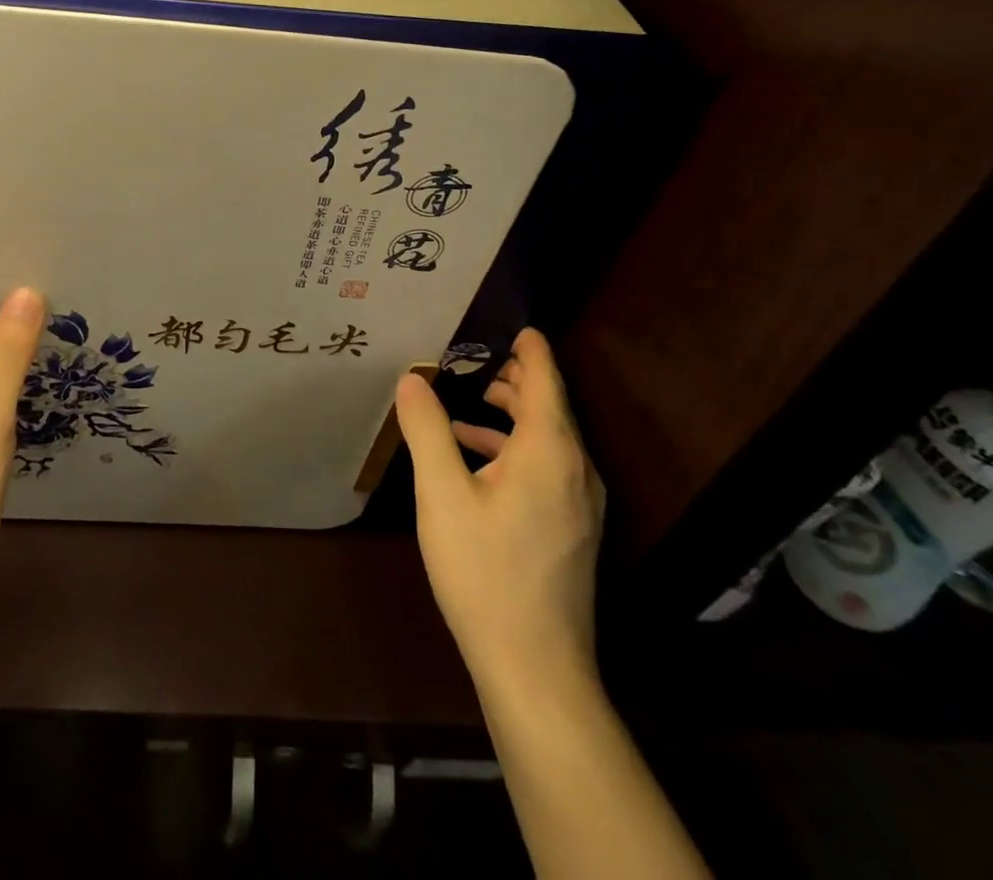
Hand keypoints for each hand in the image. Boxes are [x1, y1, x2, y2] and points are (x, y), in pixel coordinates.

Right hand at [395, 328, 605, 696]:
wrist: (536, 668)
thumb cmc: (485, 571)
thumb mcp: (442, 494)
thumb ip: (427, 430)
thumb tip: (411, 378)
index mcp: (549, 452)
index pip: (545, 381)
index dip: (532, 351)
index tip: (519, 325)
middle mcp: (576, 470)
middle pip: (550, 408)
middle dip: (517, 380)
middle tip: (477, 360)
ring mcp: (580, 505)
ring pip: (549, 441)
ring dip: (512, 417)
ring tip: (469, 407)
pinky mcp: (572, 531)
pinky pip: (547, 469)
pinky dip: (514, 451)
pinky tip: (477, 465)